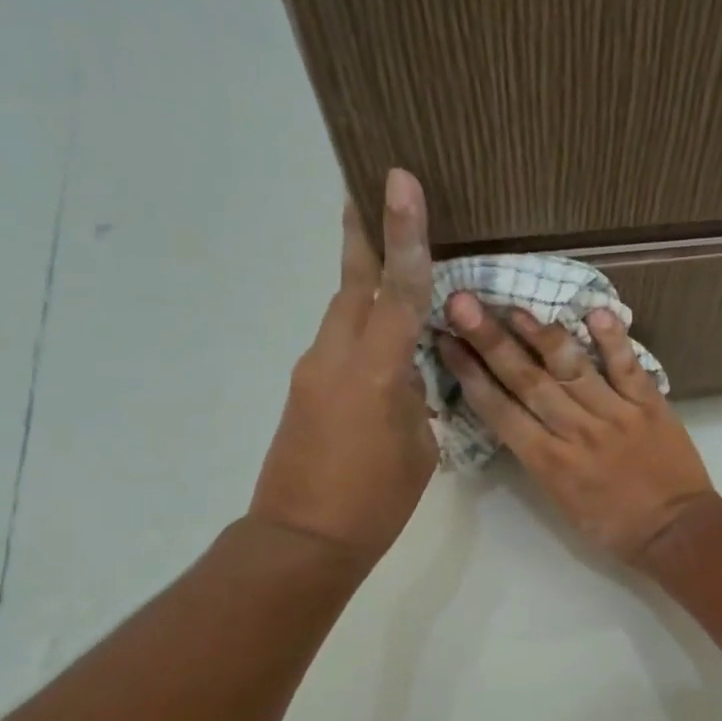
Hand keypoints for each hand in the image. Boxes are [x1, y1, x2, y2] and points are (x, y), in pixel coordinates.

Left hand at [249, 169, 437, 569]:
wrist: (303, 539)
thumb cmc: (375, 500)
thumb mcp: (418, 447)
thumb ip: (416, 398)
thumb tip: (408, 376)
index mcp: (375, 371)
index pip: (400, 291)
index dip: (406, 235)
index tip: (400, 181)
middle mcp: (336, 357)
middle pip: (353, 282)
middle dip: (364, 235)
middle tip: (370, 186)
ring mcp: (313, 370)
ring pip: (342, 309)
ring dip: (360, 278)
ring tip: (380, 251)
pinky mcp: (304, 389)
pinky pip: (337, 342)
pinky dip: (359, 325)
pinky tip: (380, 339)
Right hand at [437, 294, 717, 563]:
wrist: (676, 533)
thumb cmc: (614, 527)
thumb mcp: (561, 502)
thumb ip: (539, 457)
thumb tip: (517, 416)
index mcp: (549, 463)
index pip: (500, 411)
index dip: (470, 375)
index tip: (446, 342)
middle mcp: (576, 432)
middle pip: (526, 380)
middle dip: (491, 341)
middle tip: (462, 303)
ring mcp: (614, 415)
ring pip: (570, 368)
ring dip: (539, 334)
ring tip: (513, 306)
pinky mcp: (649, 405)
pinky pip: (627, 367)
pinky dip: (612, 339)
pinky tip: (593, 311)